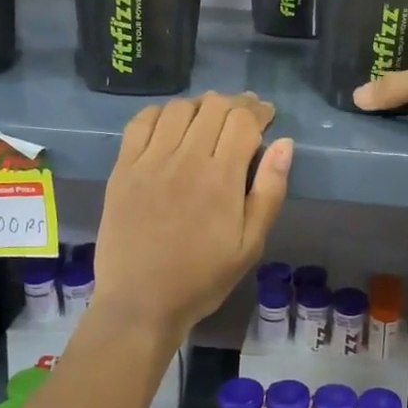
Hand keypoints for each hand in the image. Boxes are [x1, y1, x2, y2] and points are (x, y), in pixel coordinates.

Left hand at [93, 92, 293, 339]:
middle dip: (236, 104)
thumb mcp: (251, 244)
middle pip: (214, 106)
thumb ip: (270, 191)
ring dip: (201, 106)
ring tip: (209, 119)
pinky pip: (141, 122)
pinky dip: (161, 113)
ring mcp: (150, 161)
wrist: (141, 303)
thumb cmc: (203, 278)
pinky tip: (171, 124)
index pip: (243, 120)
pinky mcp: (123, 169)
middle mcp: (186, 159)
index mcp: (221, 178)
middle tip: (244, 116)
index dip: (260, 111)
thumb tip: (284, 143)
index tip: (267, 115)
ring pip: (179, 108)